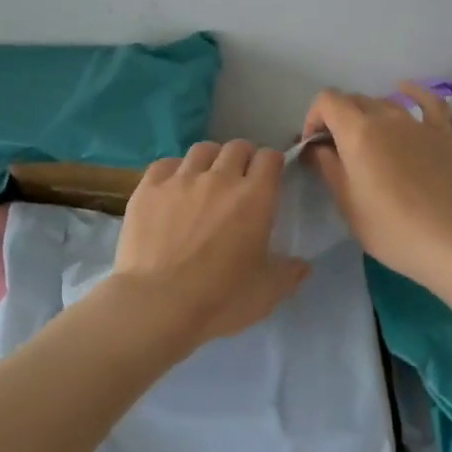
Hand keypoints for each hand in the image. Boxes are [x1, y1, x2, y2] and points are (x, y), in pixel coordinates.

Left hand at [110, 140, 310, 348]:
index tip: (270, 177)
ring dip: (210, 160)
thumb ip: (289, 274)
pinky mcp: (148, 188)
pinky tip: (172, 187)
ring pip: (202, 150)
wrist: (158, 305)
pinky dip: (175, 170)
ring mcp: (181, 180)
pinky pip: (166, 164)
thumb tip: (302, 265)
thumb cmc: (220, 299)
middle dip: (243, 157)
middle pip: (236, 147)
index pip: (269, 158)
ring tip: (206, 179)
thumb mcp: (266, 293)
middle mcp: (220, 178)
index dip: (272, 163)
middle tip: (240, 179)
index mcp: (255, 197)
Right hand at [302, 82, 451, 287]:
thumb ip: (328, 167)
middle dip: (339, 119)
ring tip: (370, 142)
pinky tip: (403, 90)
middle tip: (338, 151)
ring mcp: (418, 123)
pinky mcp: (444, 134)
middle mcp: (386, 117)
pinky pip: (428, 102)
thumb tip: (317, 148)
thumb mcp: (346, 203)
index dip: (314, 118)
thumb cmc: (389, 229)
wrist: (449, 243)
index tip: (315, 146)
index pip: (327, 101)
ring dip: (369, 115)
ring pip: (385, 103)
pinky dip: (412, 93)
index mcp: (357, 132)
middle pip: (354, 100)